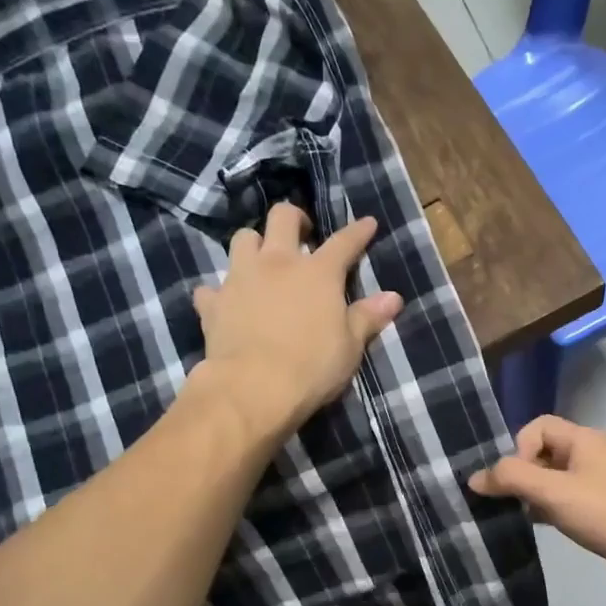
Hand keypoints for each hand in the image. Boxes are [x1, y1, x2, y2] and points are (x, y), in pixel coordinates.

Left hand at [191, 204, 403, 439]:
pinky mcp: (213, 303)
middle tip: (302, 233)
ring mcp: (240, 279)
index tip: (367, 223)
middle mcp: (277, 263)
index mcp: (318, 272)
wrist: (254, 388)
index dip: (358, 231)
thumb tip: (393, 297)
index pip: (344, 242)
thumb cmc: (313, 367)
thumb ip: (368, 317)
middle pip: (282, 218)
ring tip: (262, 261)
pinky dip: (221, 292)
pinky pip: (212, 288)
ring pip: (243, 239)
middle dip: (294, 219)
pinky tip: (227, 303)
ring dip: (254, 245)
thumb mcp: (350, 346)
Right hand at [469, 416, 605, 597]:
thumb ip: (512, 479)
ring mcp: (595, 484)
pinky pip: (562, 501)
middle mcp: (589, 456)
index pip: (537, 427)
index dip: (519, 448)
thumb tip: (474, 477)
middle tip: (507, 501)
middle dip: (520, 474)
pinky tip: (538, 528)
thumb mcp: (555, 492)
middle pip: (542, 453)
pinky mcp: (597, 510)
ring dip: (531, 495)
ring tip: (517, 516)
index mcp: (582, 440)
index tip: (515, 480)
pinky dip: (546, 511)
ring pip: (550, 480)